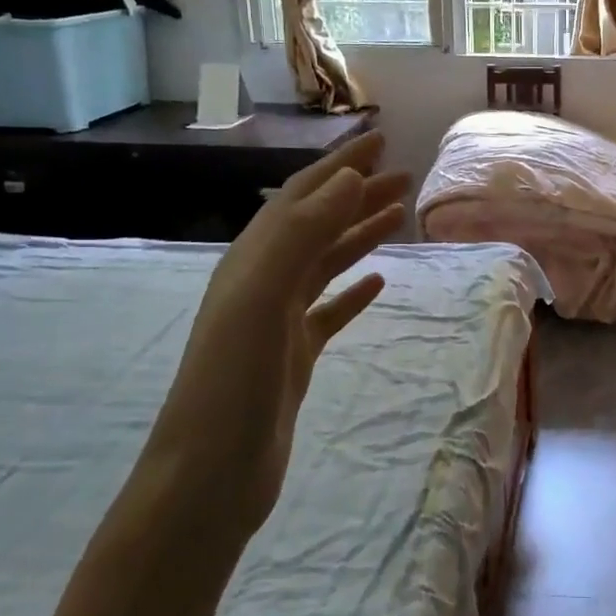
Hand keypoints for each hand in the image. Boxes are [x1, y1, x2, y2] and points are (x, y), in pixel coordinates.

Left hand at [142, 131, 408, 544]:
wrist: (211, 475)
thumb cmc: (233, 383)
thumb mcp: (262, 298)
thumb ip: (301, 235)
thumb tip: (347, 180)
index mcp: (251, 261)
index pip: (301, 198)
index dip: (339, 166)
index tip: (380, 140)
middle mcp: (262, 282)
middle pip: (317, 224)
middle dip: (358, 195)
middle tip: (404, 175)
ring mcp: (277, 321)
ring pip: (326, 263)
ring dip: (360, 235)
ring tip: (399, 215)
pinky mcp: (293, 356)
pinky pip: (329, 310)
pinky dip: (354, 290)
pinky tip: (379, 282)